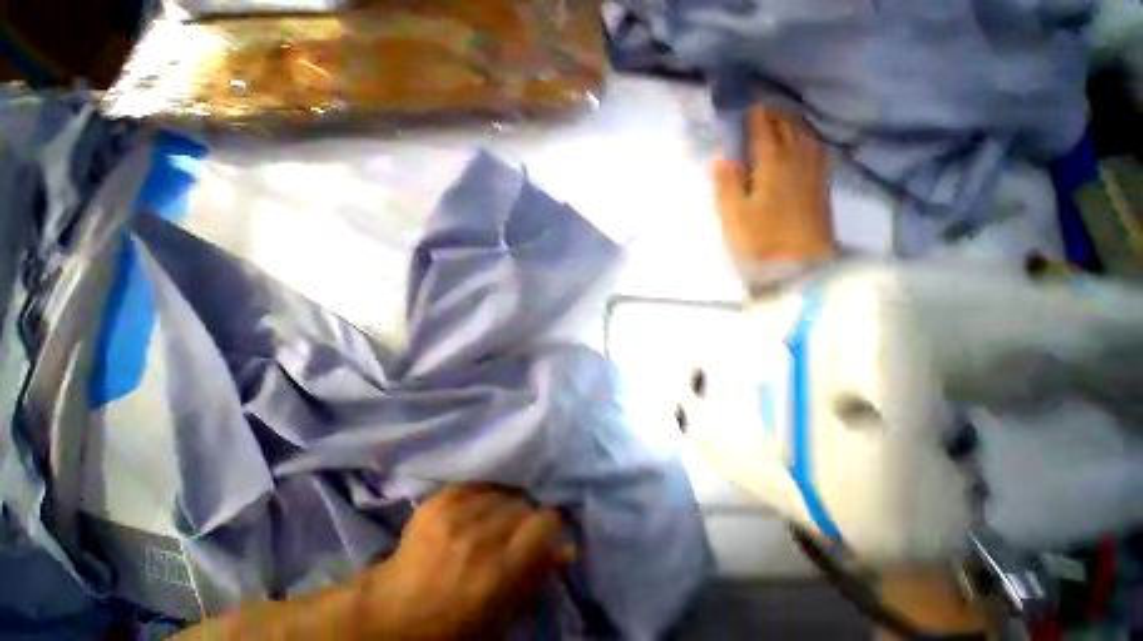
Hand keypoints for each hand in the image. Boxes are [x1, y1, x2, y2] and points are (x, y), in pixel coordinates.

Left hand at [352, 485, 570, 639]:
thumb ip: (538, 576)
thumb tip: (569, 547)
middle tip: (514, 533)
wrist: (392, 615)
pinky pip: (477, 484)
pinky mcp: (439, 500)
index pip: (545, 521)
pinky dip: (482, 496)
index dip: (548, 527)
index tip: (543, 534)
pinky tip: (474, 512)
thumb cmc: (454, 626)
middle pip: (523, 503)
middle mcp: (479, 536)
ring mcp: (456, 514)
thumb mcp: (503, 616)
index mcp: (498, 572)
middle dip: (524, 517)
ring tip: (492, 522)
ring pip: (502, 491)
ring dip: (503, 505)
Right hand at [714, 104, 836, 262]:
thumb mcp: (733, 216)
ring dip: (792, 122)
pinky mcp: (822, 184)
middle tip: (761, 110)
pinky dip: (809, 137)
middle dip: (774, 114)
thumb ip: (727, 184)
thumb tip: (721, 157)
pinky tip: (806, 140)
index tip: (747, 106)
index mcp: (772, 164)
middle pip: (787, 126)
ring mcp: (813, 170)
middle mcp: (796, 159)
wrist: (801, 262)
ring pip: (805, 134)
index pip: (763, 131)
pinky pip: (818, 148)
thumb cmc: (761, 240)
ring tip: (782, 119)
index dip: (754, 117)